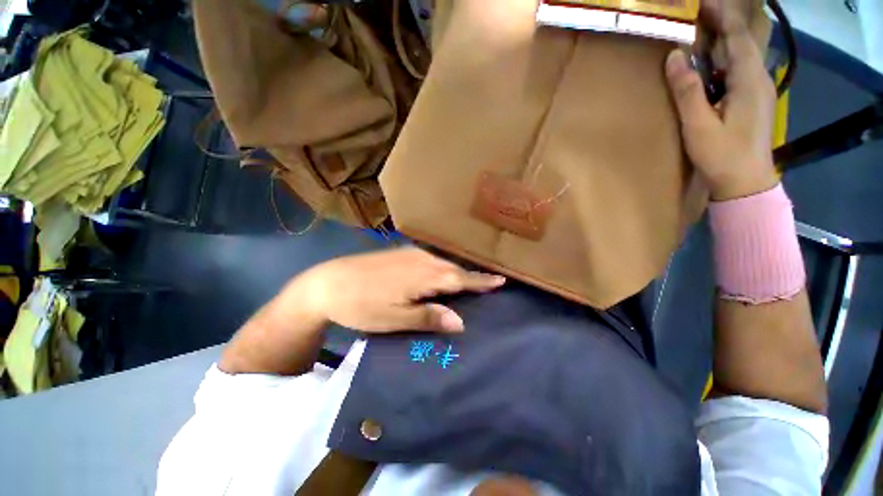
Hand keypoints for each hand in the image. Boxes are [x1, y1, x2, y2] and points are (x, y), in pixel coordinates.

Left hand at [298, 248, 504, 332]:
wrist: (326, 283)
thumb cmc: (360, 305)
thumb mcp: (394, 318)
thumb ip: (428, 317)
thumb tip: (460, 321)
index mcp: (423, 276)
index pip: (460, 279)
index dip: (481, 281)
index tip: (501, 281)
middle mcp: (421, 260)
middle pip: (453, 270)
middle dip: (471, 278)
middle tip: (487, 287)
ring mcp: (410, 254)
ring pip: (441, 264)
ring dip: (455, 274)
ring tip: (467, 285)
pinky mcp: (400, 253)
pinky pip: (430, 261)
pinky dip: (441, 271)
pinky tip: (439, 278)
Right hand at [665, 0, 778, 199]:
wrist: (746, 182)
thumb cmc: (722, 155)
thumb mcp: (699, 125)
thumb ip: (687, 90)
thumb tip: (674, 57)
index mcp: (748, 80)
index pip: (737, 36)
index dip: (722, 15)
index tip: (704, 1)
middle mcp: (758, 78)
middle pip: (742, 41)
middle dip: (723, 22)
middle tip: (700, 11)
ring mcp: (758, 90)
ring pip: (743, 54)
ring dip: (724, 38)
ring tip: (704, 29)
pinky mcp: (753, 100)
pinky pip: (740, 69)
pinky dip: (726, 57)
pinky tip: (714, 60)